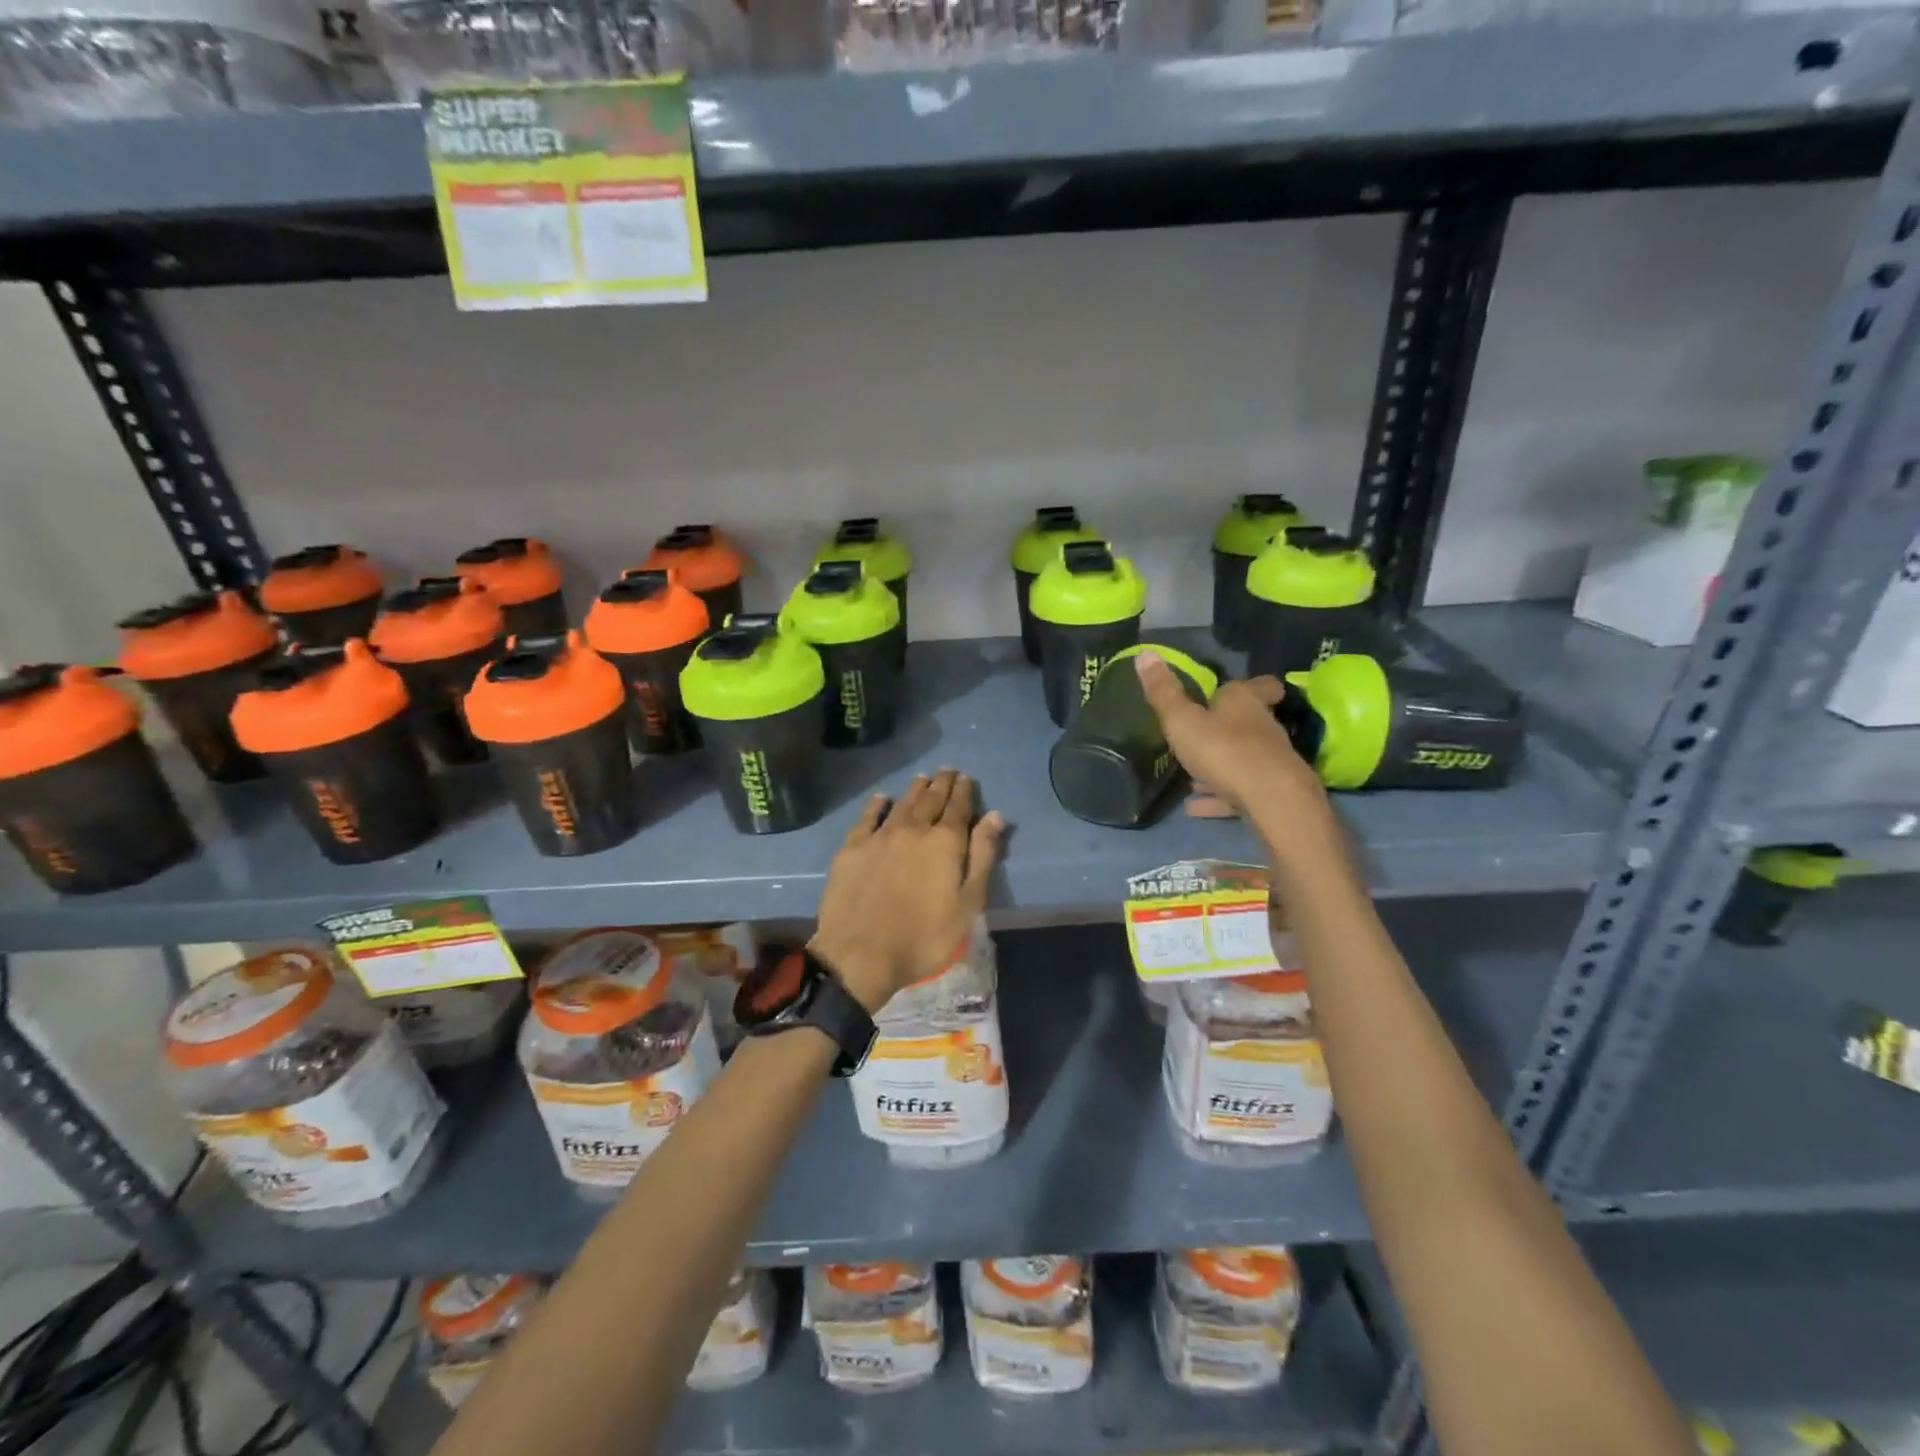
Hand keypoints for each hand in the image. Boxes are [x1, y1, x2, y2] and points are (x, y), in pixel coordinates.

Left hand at [811, 769, 1005, 1013]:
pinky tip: (882, 798)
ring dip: (915, 789)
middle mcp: (913, 829)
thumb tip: (995, 815)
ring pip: (902, 804)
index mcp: (945, 842)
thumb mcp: (968, 904)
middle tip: (948, 770)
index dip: (965, 791)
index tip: (967, 777)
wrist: (860, 954)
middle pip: (931, 799)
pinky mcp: (852, 848)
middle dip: (942, 783)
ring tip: (923, 778)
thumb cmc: (924, 937)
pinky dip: (877, 804)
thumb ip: (982, 857)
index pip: (959, 807)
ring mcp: (879, 836)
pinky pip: (867, 817)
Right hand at [1133, 651, 1341, 865]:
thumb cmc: (1223, 749)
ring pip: (1243, 758)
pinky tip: (1194, 808)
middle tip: (1202, 735)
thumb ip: (1163, 692)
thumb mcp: (1181, 720)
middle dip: (1227, 728)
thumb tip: (1145, 653)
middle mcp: (1262, 725)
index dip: (1250, 687)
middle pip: (1248, 721)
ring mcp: (1270, 760)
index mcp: (1243, 701)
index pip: (1256, 685)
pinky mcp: (1270, 792)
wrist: (1272, 799)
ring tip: (1190, 780)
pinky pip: (1239, 792)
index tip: (1237, 691)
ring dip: (1219, 766)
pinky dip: (1218, 797)